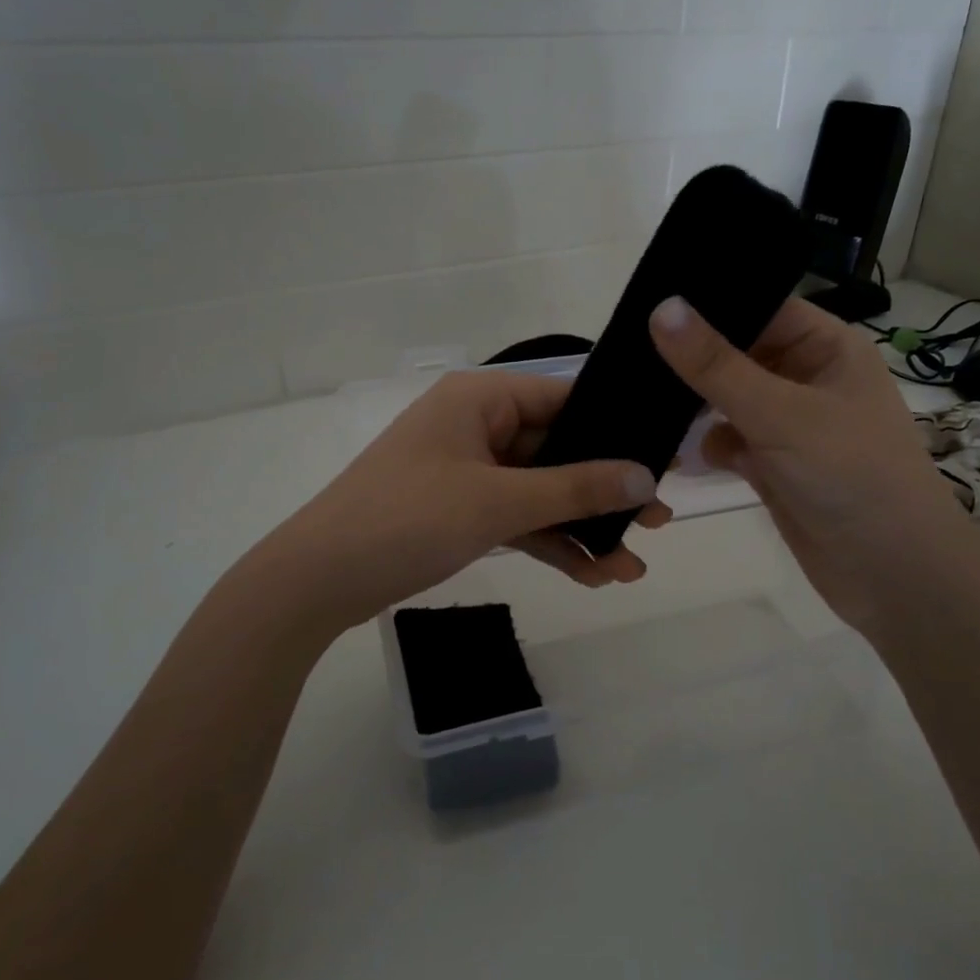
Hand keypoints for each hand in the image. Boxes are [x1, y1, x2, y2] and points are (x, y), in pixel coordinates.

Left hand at [260, 370, 671, 630]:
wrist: (317, 581)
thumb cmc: (406, 519)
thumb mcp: (497, 502)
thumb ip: (574, 489)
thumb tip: (644, 478)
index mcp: (481, 399)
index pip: (564, 399)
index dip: (615, 428)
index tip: (663, 458)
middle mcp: (477, 426)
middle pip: (557, 451)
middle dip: (604, 492)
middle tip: (659, 521)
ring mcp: (468, 471)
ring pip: (540, 493)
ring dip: (581, 529)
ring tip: (631, 568)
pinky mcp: (460, 510)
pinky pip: (516, 519)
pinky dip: (548, 544)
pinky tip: (591, 577)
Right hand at [648, 295, 964, 633]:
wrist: (893, 574)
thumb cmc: (850, 475)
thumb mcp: (780, 412)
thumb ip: (716, 365)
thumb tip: (661, 307)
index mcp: (826, 347)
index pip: (760, 307)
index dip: (709, 304)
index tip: (647, 302)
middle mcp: (807, 378)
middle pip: (738, 354)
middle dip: (691, 361)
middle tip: (628, 356)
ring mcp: (789, 425)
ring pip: (727, 400)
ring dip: (692, 407)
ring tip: (640, 404)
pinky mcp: (774, 465)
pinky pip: (729, 441)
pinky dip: (706, 447)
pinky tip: (679, 455)